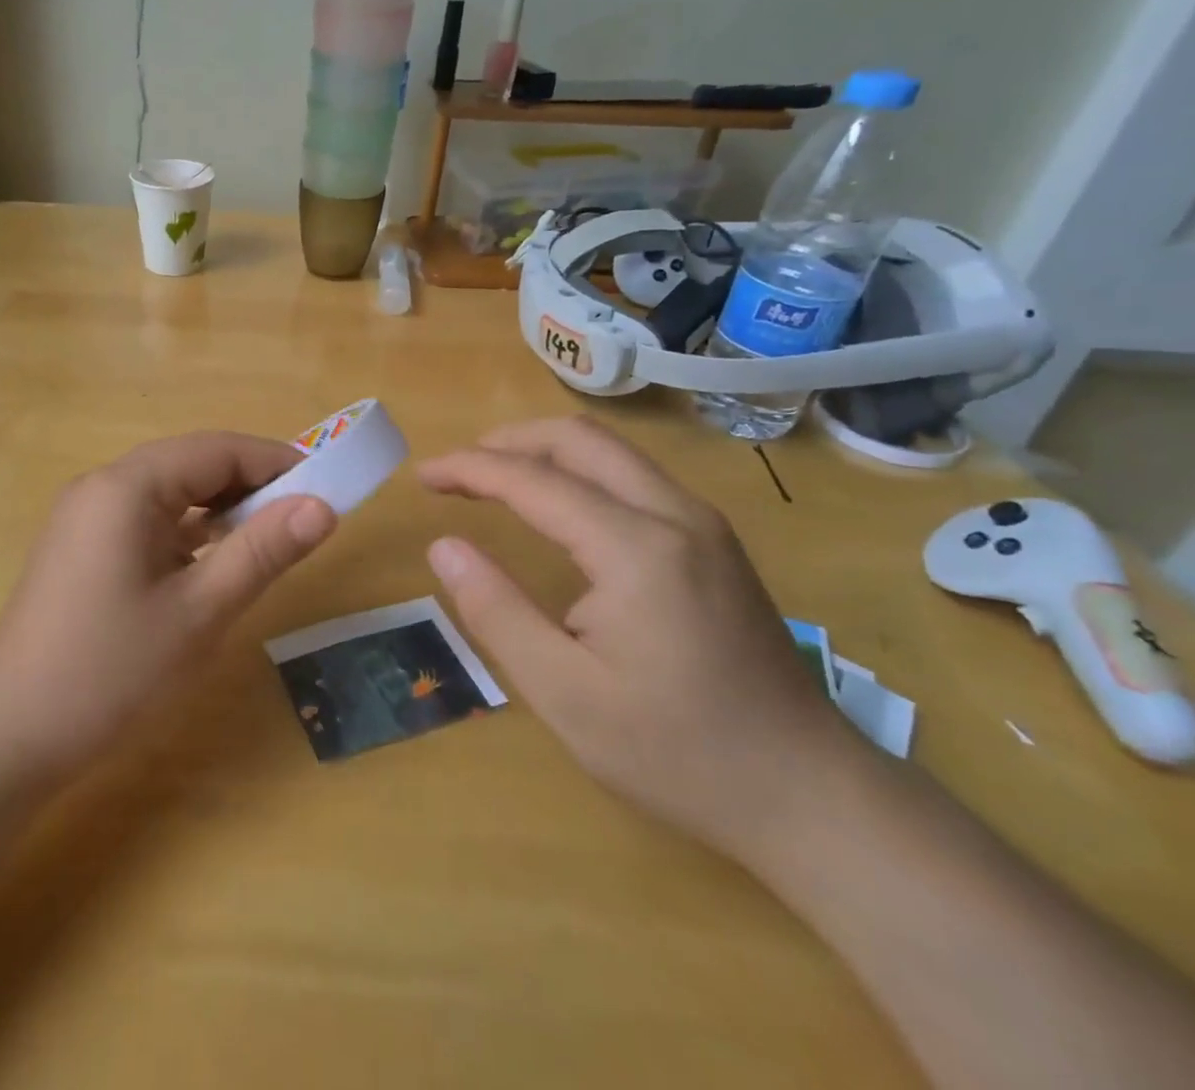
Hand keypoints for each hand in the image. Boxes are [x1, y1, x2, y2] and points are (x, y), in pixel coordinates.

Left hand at [0, 432, 335, 775]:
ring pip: (170, 491)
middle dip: (250, 482)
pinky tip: (214, 561)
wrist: (8, 737)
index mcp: (127, 487)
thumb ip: (261, 552)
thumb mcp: (198, 612)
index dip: (274, 461)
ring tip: (269, 537)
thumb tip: (323, 507)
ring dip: (220, 507)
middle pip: (191, 463)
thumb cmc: (110, 671)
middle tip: (304, 515)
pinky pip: (148, 519)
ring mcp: (87, 517)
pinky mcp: (83, 547)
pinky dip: (189, 530)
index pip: (216, 450)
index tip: (326, 485)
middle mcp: (103, 487)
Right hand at [419, 416, 863, 862]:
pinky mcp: (714, 543)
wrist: (811, 796)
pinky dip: (579, 471)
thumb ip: (496, 611)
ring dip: (544, 451)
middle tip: (456, 470)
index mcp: (636, 548)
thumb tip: (443, 546)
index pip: (533, 480)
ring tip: (494, 477)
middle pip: (578, 438)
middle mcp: (675, 515)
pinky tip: (556, 505)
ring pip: (610, 451)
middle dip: (507, 441)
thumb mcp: (565, 694)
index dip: (469, 469)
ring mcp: (703, 525)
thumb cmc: (678, 752)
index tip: (422, 476)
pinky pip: (633, 476)